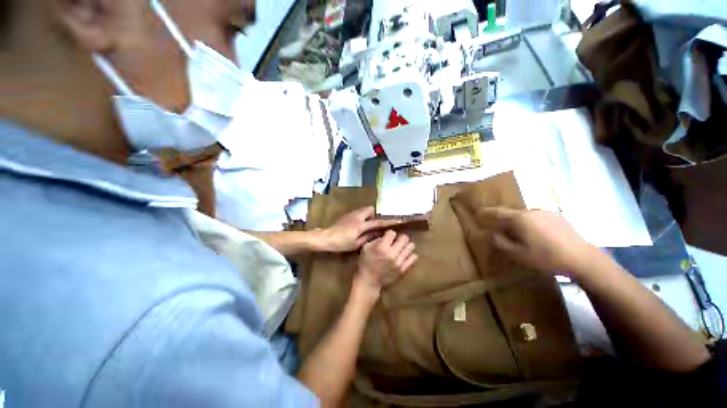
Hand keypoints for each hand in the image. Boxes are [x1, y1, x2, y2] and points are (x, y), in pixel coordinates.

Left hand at [318, 206, 402, 252]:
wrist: (325, 237)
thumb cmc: (341, 243)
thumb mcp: (356, 244)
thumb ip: (368, 238)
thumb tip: (378, 234)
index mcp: (361, 225)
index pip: (378, 222)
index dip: (389, 222)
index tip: (398, 220)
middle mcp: (358, 216)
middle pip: (370, 209)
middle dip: (374, 215)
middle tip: (372, 225)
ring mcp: (351, 214)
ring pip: (364, 210)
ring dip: (367, 215)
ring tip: (365, 226)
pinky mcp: (346, 215)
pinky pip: (358, 213)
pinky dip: (361, 217)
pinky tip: (356, 226)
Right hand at [355, 230, 417, 294]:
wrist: (369, 282)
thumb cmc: (365, 263)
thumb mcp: (365, 247)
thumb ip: (376, 239)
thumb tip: (386, 235)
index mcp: (382, 247)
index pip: (392, 233)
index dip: (389, 234)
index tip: (387, 237)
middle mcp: (392, 253)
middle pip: (405, 237)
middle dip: (400, 237)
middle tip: (396, 241)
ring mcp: (399, 262)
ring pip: (411, 246)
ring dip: (406, 245)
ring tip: (400, 248)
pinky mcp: (403, 269)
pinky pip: (414, 257)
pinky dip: (410, 254)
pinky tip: (403, 255)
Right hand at [478, 208, 602, 276]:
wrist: (581, 258)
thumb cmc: (546, 257)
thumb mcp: (518, 254)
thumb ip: (501, 242)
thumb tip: (492, 233)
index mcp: (519, 219)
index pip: (497, 212)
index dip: (486, 212)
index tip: (479, 212)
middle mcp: (530, 211)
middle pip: (510, 211)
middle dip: (500, 216)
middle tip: (495, 223)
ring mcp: (545, 212)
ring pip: (523, 214)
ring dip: (515, 219)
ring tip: (514, 229)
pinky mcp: (556, 216)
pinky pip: (535, 216)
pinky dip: (528, 221)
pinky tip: (533, 232)